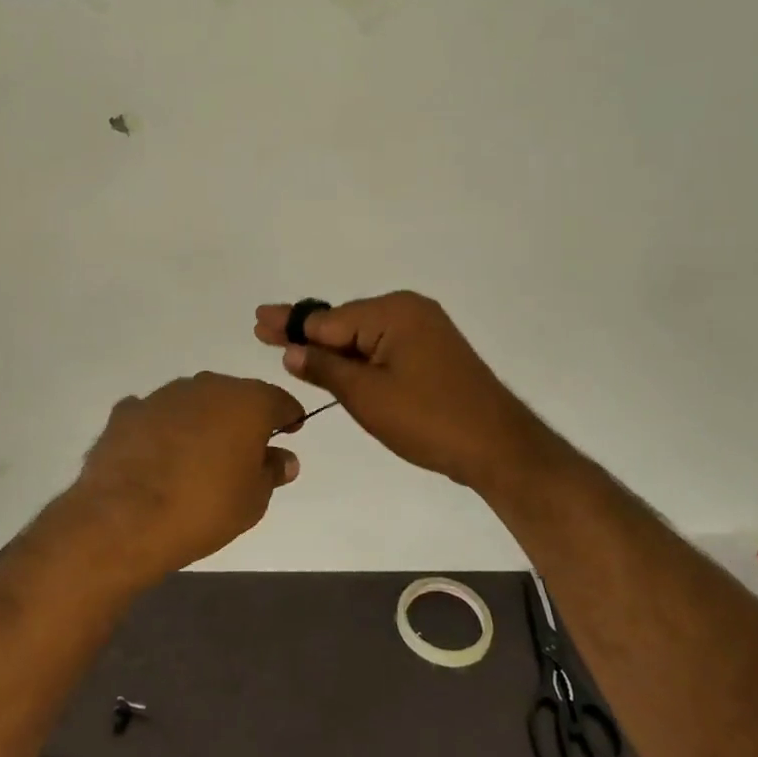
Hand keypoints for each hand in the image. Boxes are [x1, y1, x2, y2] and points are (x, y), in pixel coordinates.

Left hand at [43, 373, 306, 590]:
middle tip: (243, 451)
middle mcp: (206, 386)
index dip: (288, 416)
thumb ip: (272, 471)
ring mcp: (163, 395)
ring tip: (197, 458)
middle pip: (234, 396)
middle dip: (241, 418)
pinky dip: (162, 430)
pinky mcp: (127, 411)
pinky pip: (155, 415)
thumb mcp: (253, 500)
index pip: (279, 399)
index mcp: (246, 401)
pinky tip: (157, 457)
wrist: (124, 518)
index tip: (289, 432)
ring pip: (193, 401)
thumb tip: (283, 458)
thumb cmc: (204, 508)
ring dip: (200, 421)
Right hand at [254, 292, 558, 492]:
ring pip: (363, 337)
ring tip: (288, 348)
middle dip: (306, 332)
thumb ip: (326, 369)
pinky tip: (332, 363)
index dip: (291, 324)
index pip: (329, 320)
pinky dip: (357, 357)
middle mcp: (409, 310)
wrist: (498, 447)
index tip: (259, 319)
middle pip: (344, 322)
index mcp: (393, 312)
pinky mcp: (432, 351)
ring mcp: (424, 330)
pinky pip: (382, 347)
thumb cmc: (429, 420)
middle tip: (263, 327)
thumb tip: (292, 350)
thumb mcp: (367, 396)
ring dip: (330, 348)